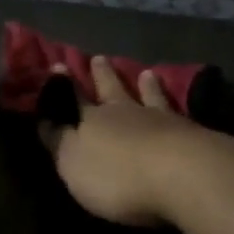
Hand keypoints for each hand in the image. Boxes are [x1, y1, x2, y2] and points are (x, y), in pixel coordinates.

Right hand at [39, 56, 224, 226]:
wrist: (181, 175)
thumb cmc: (117, 176)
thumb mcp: (73, 163)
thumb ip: (59, 140)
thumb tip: (44, 117)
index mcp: (91, 120)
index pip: (72, 98)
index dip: (63, 84)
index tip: (58, 65)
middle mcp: (124, 112)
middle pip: (111, 89)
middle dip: (102, 75)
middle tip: (99, 57)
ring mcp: (160, 119)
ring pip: (148, 95)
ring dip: (144, 85)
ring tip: (145, 73)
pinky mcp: (189, 132)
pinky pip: (176, 110)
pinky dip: (173, 101)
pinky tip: (179, 101)